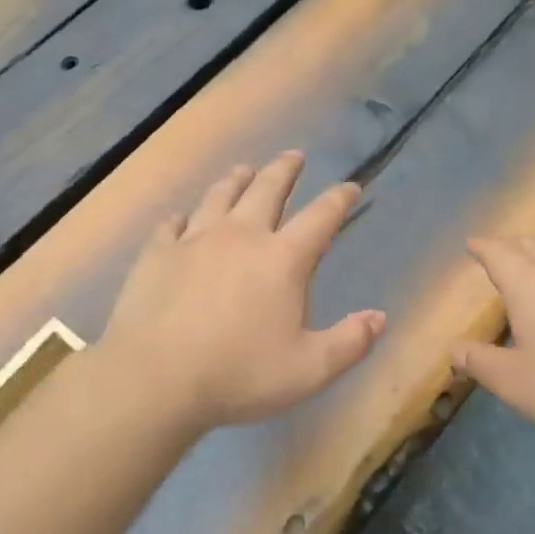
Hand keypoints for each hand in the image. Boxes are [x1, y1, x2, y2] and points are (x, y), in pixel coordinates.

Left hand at [100, 151, 384, 431]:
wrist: (155, 378)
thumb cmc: (239, 374)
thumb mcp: (309, 369)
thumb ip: (350, 343)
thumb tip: (379, 318)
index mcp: (282, 259)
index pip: (321, 217)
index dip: (339, 199)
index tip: (351, 186)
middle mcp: (241, 236)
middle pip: (267, 190)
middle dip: (285, 170)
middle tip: (294, 156)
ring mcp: (194, 241)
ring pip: (219, 196)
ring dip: (236, 180)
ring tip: (244, 169)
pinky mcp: (156, 254)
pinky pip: (172, 225)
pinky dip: (182, 217)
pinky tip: (182, 218)